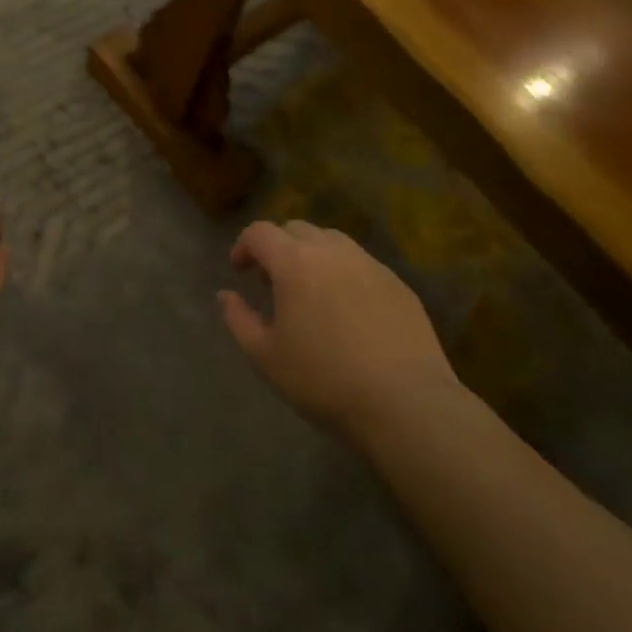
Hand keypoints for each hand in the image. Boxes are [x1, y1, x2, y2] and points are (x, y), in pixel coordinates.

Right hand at [220, 220, 460, 440]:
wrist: (405, 402)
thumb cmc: (324, 380)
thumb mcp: (266, 357)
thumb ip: (239, 319)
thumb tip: (226, 295)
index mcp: (295, 262)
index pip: (260, 232)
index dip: (244, 246)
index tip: (240, 271)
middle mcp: (332, 251)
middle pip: (296, 229)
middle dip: (278, 247)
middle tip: (273, 282)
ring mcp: (370, 264)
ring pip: (332, 241)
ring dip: (312, 255)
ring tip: (311, 291)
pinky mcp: (398, 283)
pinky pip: (361, 264)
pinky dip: (344, 273)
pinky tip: (348, 310)